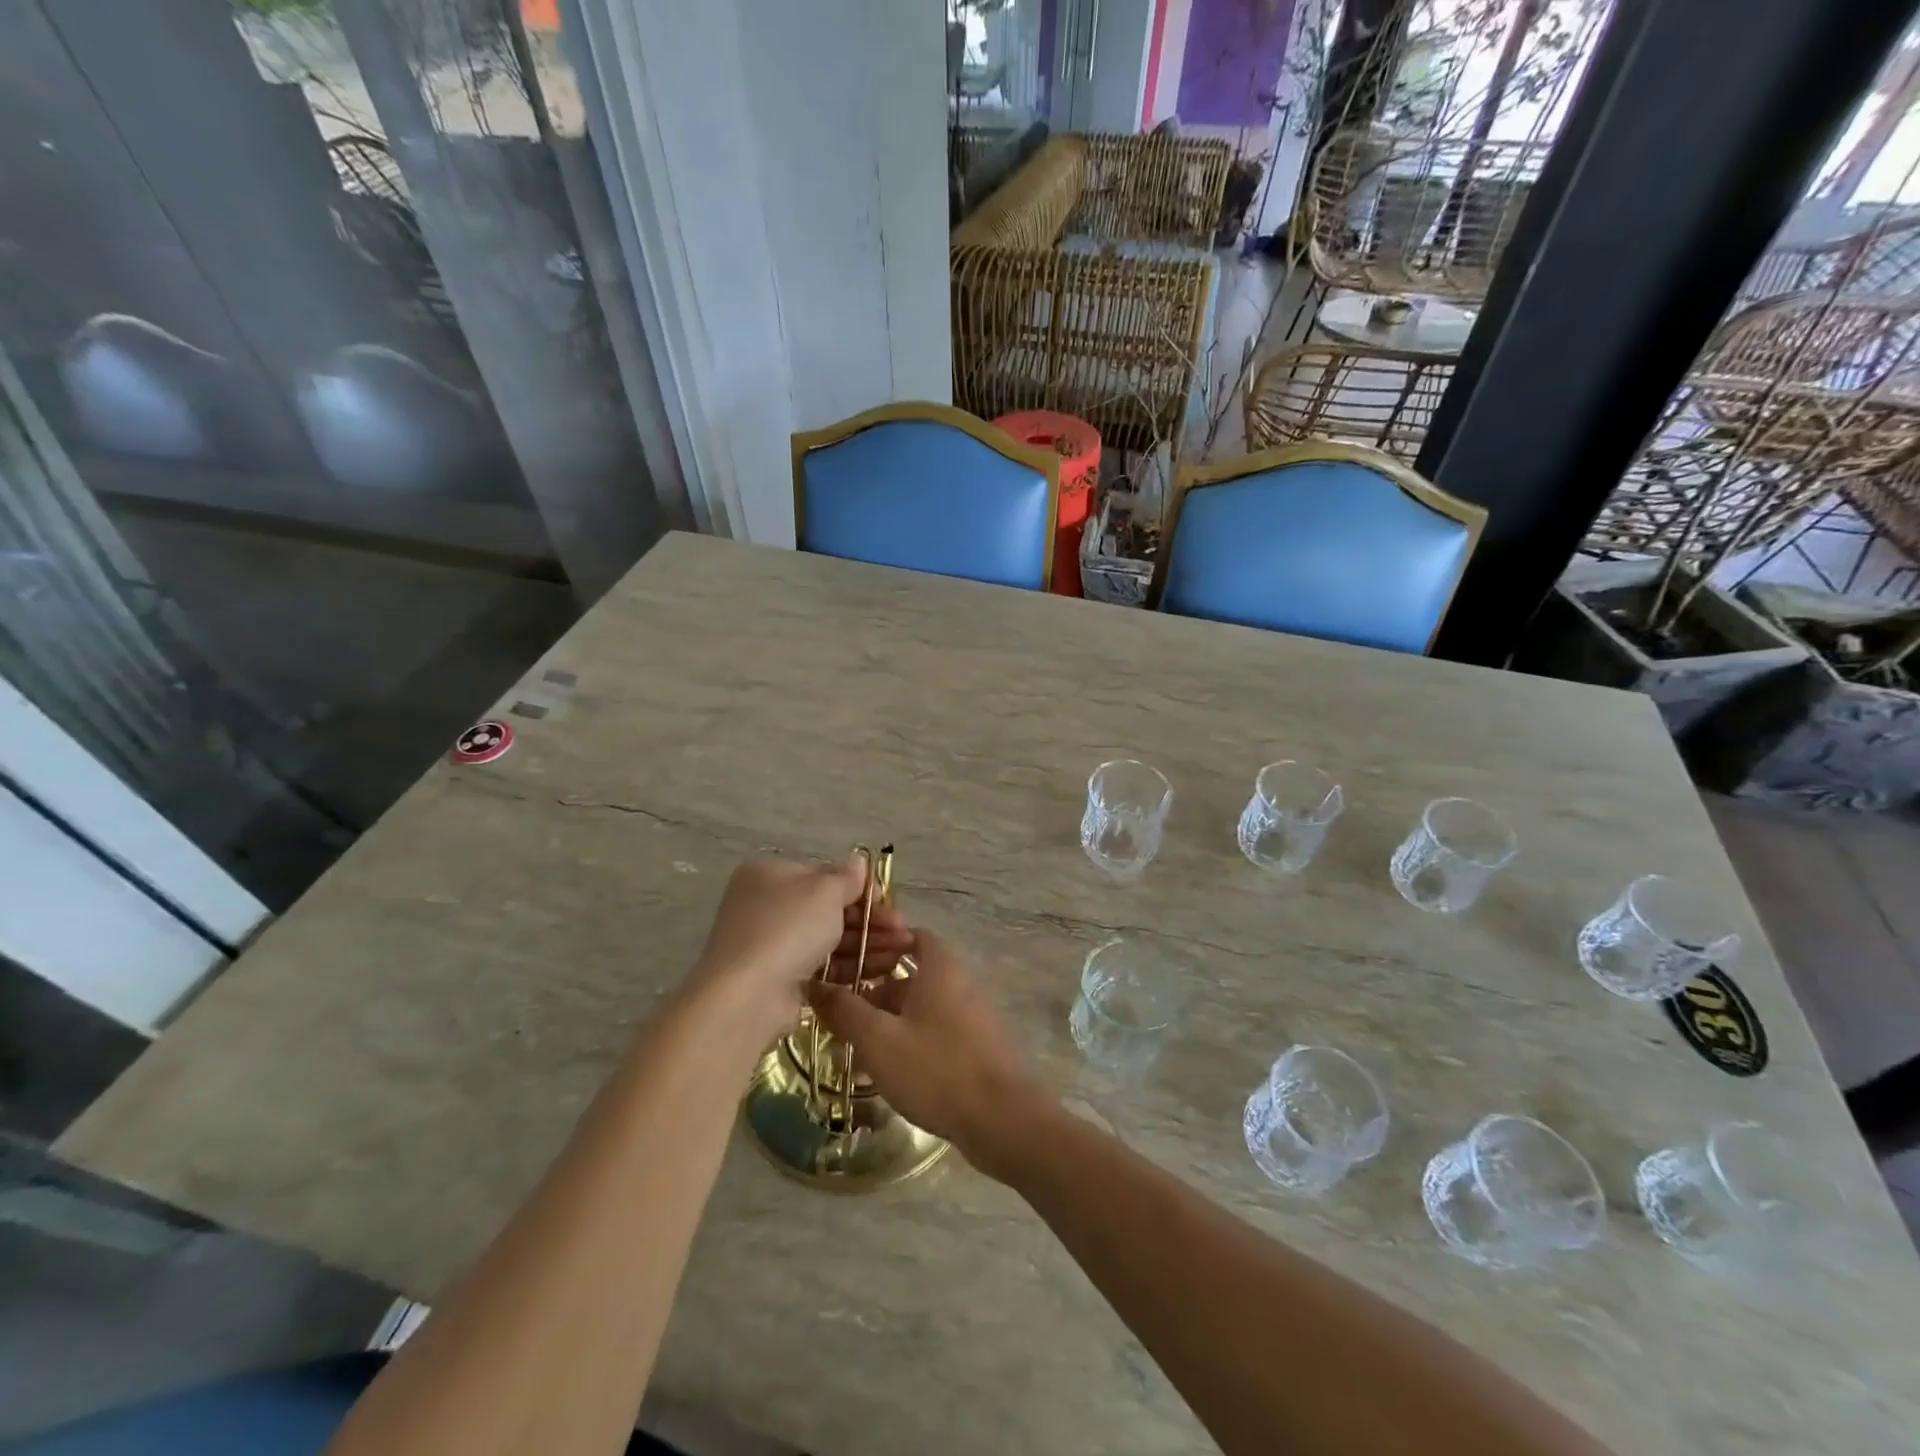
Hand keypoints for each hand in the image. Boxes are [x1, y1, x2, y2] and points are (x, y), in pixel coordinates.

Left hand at [688, 856, 911, 1043]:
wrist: (748, 996)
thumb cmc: (787, 928)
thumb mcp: (824, 892)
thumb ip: (847, 878)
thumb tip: (858, 862)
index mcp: (771, 876)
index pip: (824, 877)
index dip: (860, 889)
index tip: (888, 903)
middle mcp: (768, 907)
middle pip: (829, 909)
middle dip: (871, 920)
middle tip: (904, 931)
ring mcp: (772, 945)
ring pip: (830, 939)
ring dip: (869, 943)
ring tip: (903, 952)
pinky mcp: (780, 980)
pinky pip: (823, 967)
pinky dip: (852, 966)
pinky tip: (883, 968)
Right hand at [806, 932, 1051, 1181]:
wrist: (1004, 1120)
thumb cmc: (938, 1069)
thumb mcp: (879, 1040)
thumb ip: (844, 1010)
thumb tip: (812, 984)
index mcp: (939, 965)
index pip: (905, 934)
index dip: (874, 942)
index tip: (843, 960)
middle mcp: (957, 981)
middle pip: (908, 972)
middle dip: (871, 988)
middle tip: (836, 1011)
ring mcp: (969, 1014)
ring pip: (917, 1005)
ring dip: (885, 1019)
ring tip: (850, 1046)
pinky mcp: (974, 1045)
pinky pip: (932, 1029)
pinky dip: (906, 1038)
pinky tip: (883, 1069)